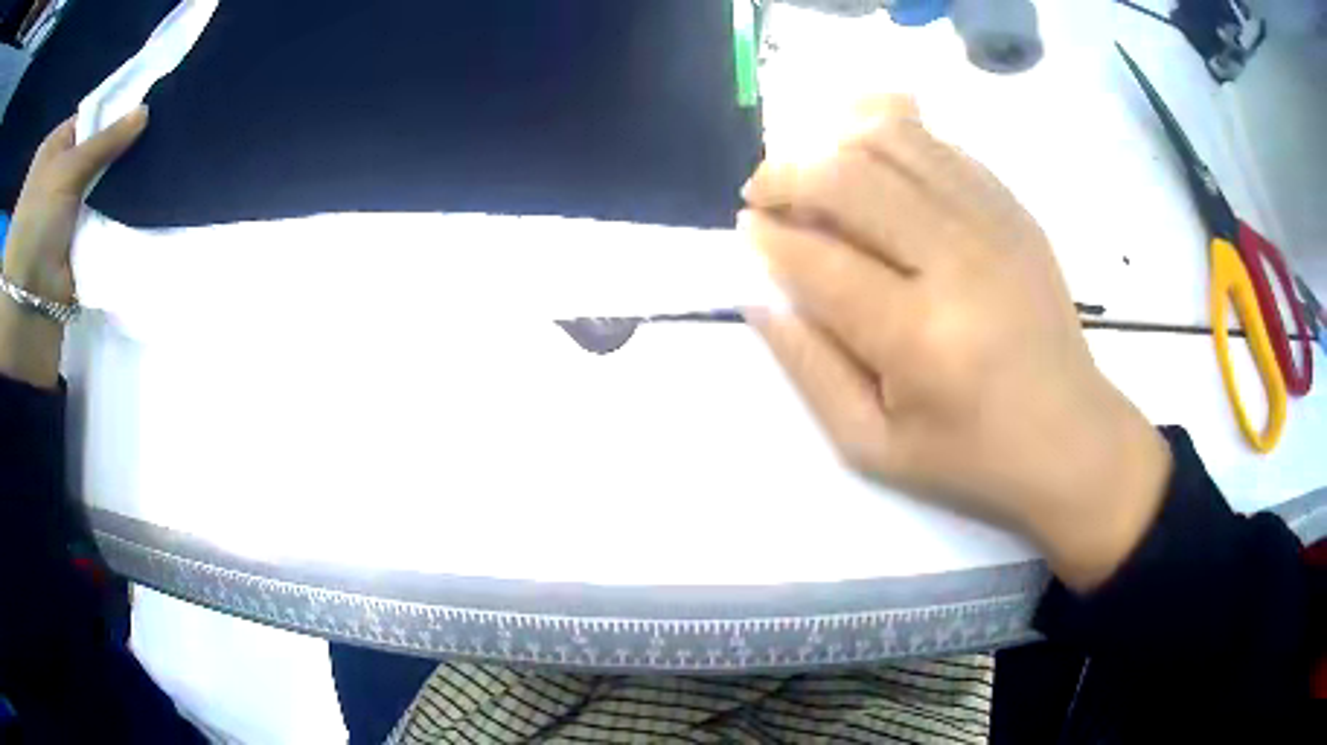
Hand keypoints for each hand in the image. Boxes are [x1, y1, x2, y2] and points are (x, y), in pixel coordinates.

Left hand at [0, 107, 146, 388]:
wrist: (27, 303)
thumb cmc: (37, 220)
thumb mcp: (67, 168)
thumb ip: (105, 140)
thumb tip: (145, 111)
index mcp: (53, 150)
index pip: (89, 119)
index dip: (115, 111)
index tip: (147, 104)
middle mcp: (59, 175)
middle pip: (97, 151)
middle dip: (122, 146)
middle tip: (159, 131)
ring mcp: (68, 211)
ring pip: (102, 184)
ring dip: (121, 180)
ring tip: (158, 160)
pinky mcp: (79, 241)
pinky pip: (103, 217)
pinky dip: (118, 211)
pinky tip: (144, 197)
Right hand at [742, 96, 1170, 590]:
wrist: (1072, 437)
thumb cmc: (971, 456)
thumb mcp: (873, 446)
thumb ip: (808, 370)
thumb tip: (760, 298)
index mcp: (919, 338)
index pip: (818, 259)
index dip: (768, 237)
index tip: (746, 231)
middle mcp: (958, 262)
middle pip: (850, 176)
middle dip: (786, 174)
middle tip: (765, 194)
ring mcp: (994, 224)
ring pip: (894, 138)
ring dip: (834, 142)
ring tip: (814, 170)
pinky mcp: (1014, 210)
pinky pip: (940, 144)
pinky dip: (892, 135)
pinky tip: (870, 159)